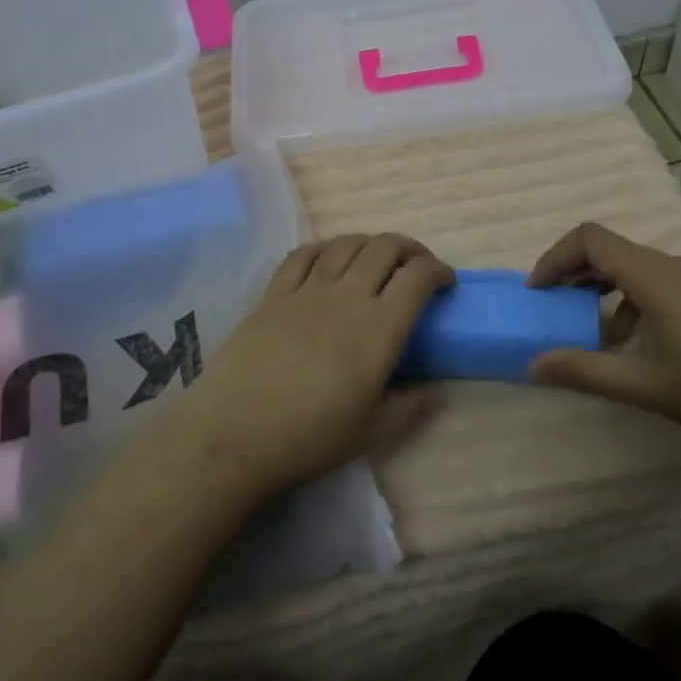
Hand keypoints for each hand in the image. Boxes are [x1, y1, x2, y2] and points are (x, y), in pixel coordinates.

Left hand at [163, 233, 454, 496]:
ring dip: (370, 243)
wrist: (236, 433)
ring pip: (346, 244)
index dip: (438, 271)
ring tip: (376, 260)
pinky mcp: (273, 293)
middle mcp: (347, 296)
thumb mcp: (372, 432)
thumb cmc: (310, 437)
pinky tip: (328, 259)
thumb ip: (410, 407)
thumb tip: (435, 390)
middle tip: (416, 267)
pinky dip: (325, 248)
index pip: (417, 277)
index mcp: (379, 328)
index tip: (445, 284)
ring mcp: (307, 290)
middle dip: (409, 249)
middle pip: (385, 248)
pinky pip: (303, 254)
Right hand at [525, 222, 680, 452]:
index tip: (537, 292)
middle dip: (573, 273)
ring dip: (602, 290)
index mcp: (655, 276)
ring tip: (590, 331)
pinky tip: (634, 343)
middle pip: (610, 250)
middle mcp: (674, 265)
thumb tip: (532, 365)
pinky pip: (657, 283)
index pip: (590, 239)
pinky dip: (630, 301)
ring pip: (634, 267)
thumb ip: (584, 371)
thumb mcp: (644, 385)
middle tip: (551, 306)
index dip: (555, 258)